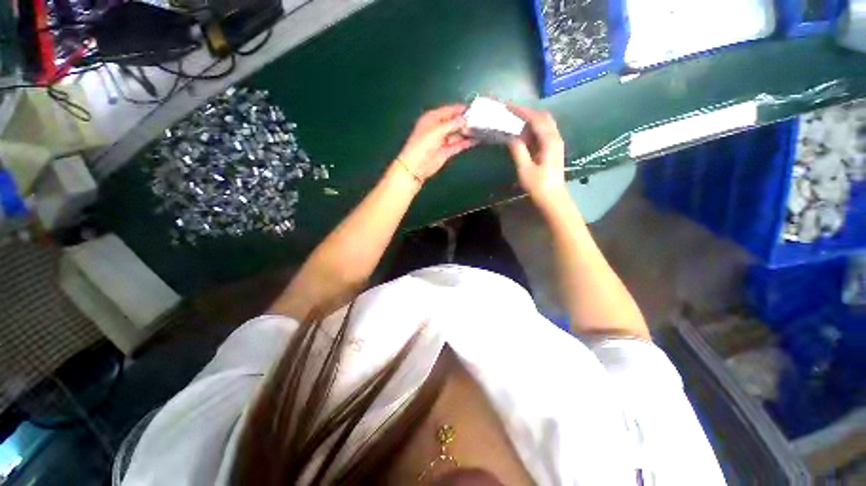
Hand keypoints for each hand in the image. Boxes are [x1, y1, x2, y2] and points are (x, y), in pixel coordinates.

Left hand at [395, 105, 475, 182]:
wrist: (417, 166)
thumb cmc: (423, 144)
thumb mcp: (437, 131)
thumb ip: (452, 124)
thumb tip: (465, 119)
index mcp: (432, 118)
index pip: (449, 110)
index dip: (461, 109)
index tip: (475, 108)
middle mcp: (438, 127)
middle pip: (454, 122)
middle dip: (466, 121)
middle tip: (481, 119)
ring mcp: (443, 140)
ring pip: (457, 133)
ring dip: (467, 132)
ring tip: (482, 128)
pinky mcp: (447, 151)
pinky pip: (458, 144)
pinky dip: (466, 142)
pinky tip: (476, 139)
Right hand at [507, 105, 567, 206]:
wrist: (553, 198)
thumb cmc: (539, 185)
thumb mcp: (525, 169)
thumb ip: (518, 151)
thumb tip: (511, 137)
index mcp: (550, 141)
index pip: (537, 119)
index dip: (523, 111)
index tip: (509, 106)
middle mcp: (555, 138)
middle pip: (543, 117)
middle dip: (527, 112)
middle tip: (511, 112)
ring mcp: (556, 143)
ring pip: (544, 124)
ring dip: (530, 120)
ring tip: (515, 120)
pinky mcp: (553, 149)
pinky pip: (544, 133)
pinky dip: (533, 129)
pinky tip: (523, 133)